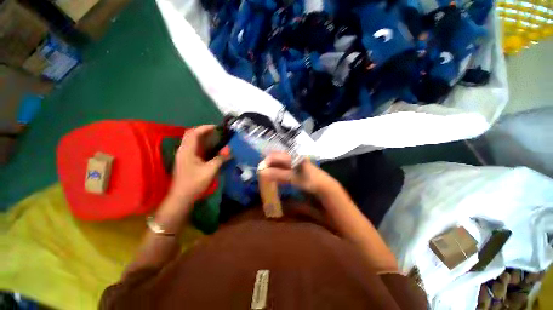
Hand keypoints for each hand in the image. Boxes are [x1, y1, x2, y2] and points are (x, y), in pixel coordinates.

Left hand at [169, 125, 227, 202]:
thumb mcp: (210, 170)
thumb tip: (229, 149)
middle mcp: (183, 150)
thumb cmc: (195, 183)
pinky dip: (202, 144)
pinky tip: (210, 148)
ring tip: (214, 137)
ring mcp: (183, 155)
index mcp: (187, 151)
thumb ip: (220, 158)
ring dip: (202, 137)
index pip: (194, 133)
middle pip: (191, 135)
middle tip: (216, 132)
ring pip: (192, 141)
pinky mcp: (186, 160)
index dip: (205, 128)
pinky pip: (193, 147)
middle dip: (203, 131)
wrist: (181, 197)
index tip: (216, 127)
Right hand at [258, 152, 337, 195]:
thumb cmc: (309, 180)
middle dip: (268, 165)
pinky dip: (277, 172)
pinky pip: (283, 169)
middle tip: (262, 174)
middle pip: (276, 158)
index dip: (266, 162)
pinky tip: (275, 178)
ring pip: (279, 164)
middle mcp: (292, 157)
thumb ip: (278, 174)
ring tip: (266, 176)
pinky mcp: (295, 169)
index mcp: (292, 157)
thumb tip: (263, 172)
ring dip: (272, 169)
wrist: (323, 186)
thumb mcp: (293, 178)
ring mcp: (294, 163)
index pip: (275, 156)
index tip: (260, 170)